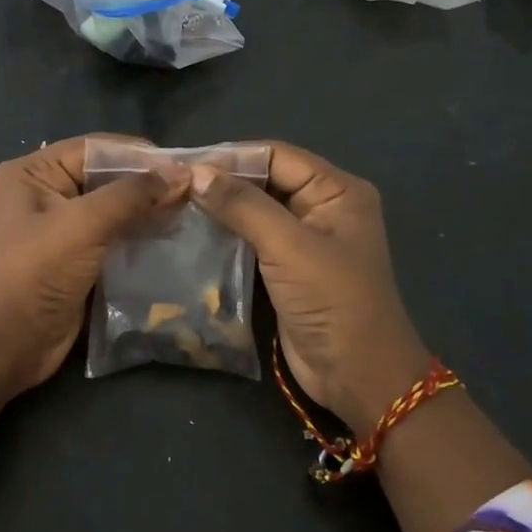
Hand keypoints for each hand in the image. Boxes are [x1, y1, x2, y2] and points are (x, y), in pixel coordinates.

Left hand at [0, 136, 189, 394]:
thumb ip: (132, 195)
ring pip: (112, 210)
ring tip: (190, 212)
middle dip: (147, 184)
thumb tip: (182, 172)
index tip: (184, 163)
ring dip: (147, 212)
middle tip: (195, 190)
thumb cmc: (34, 273)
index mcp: (32, 173)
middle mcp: (44, 195)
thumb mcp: (82, 225)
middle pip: (104, 178)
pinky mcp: (74, 261)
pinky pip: (112, 239)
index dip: (138, 153)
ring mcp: (59, 230)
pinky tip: (171, 238)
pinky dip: (139, 237)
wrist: (4, 345)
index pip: (93, 148)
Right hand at [190, 142, 427, 429]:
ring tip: (176, 206)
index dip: (233, 157)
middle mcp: (323, 207)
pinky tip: (193, 234)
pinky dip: (226, 235)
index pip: (278, 156)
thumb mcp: (289, 247)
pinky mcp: (288, 268)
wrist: (357, 375)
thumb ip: (243, 206)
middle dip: (224, 182)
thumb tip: (198, 173)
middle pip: (266, 180)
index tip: (186, 165)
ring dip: (221, 209)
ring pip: (256, 210)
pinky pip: (253, 240)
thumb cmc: (333, 302)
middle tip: (174, 185)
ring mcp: (305, 240)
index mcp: (338, 191)